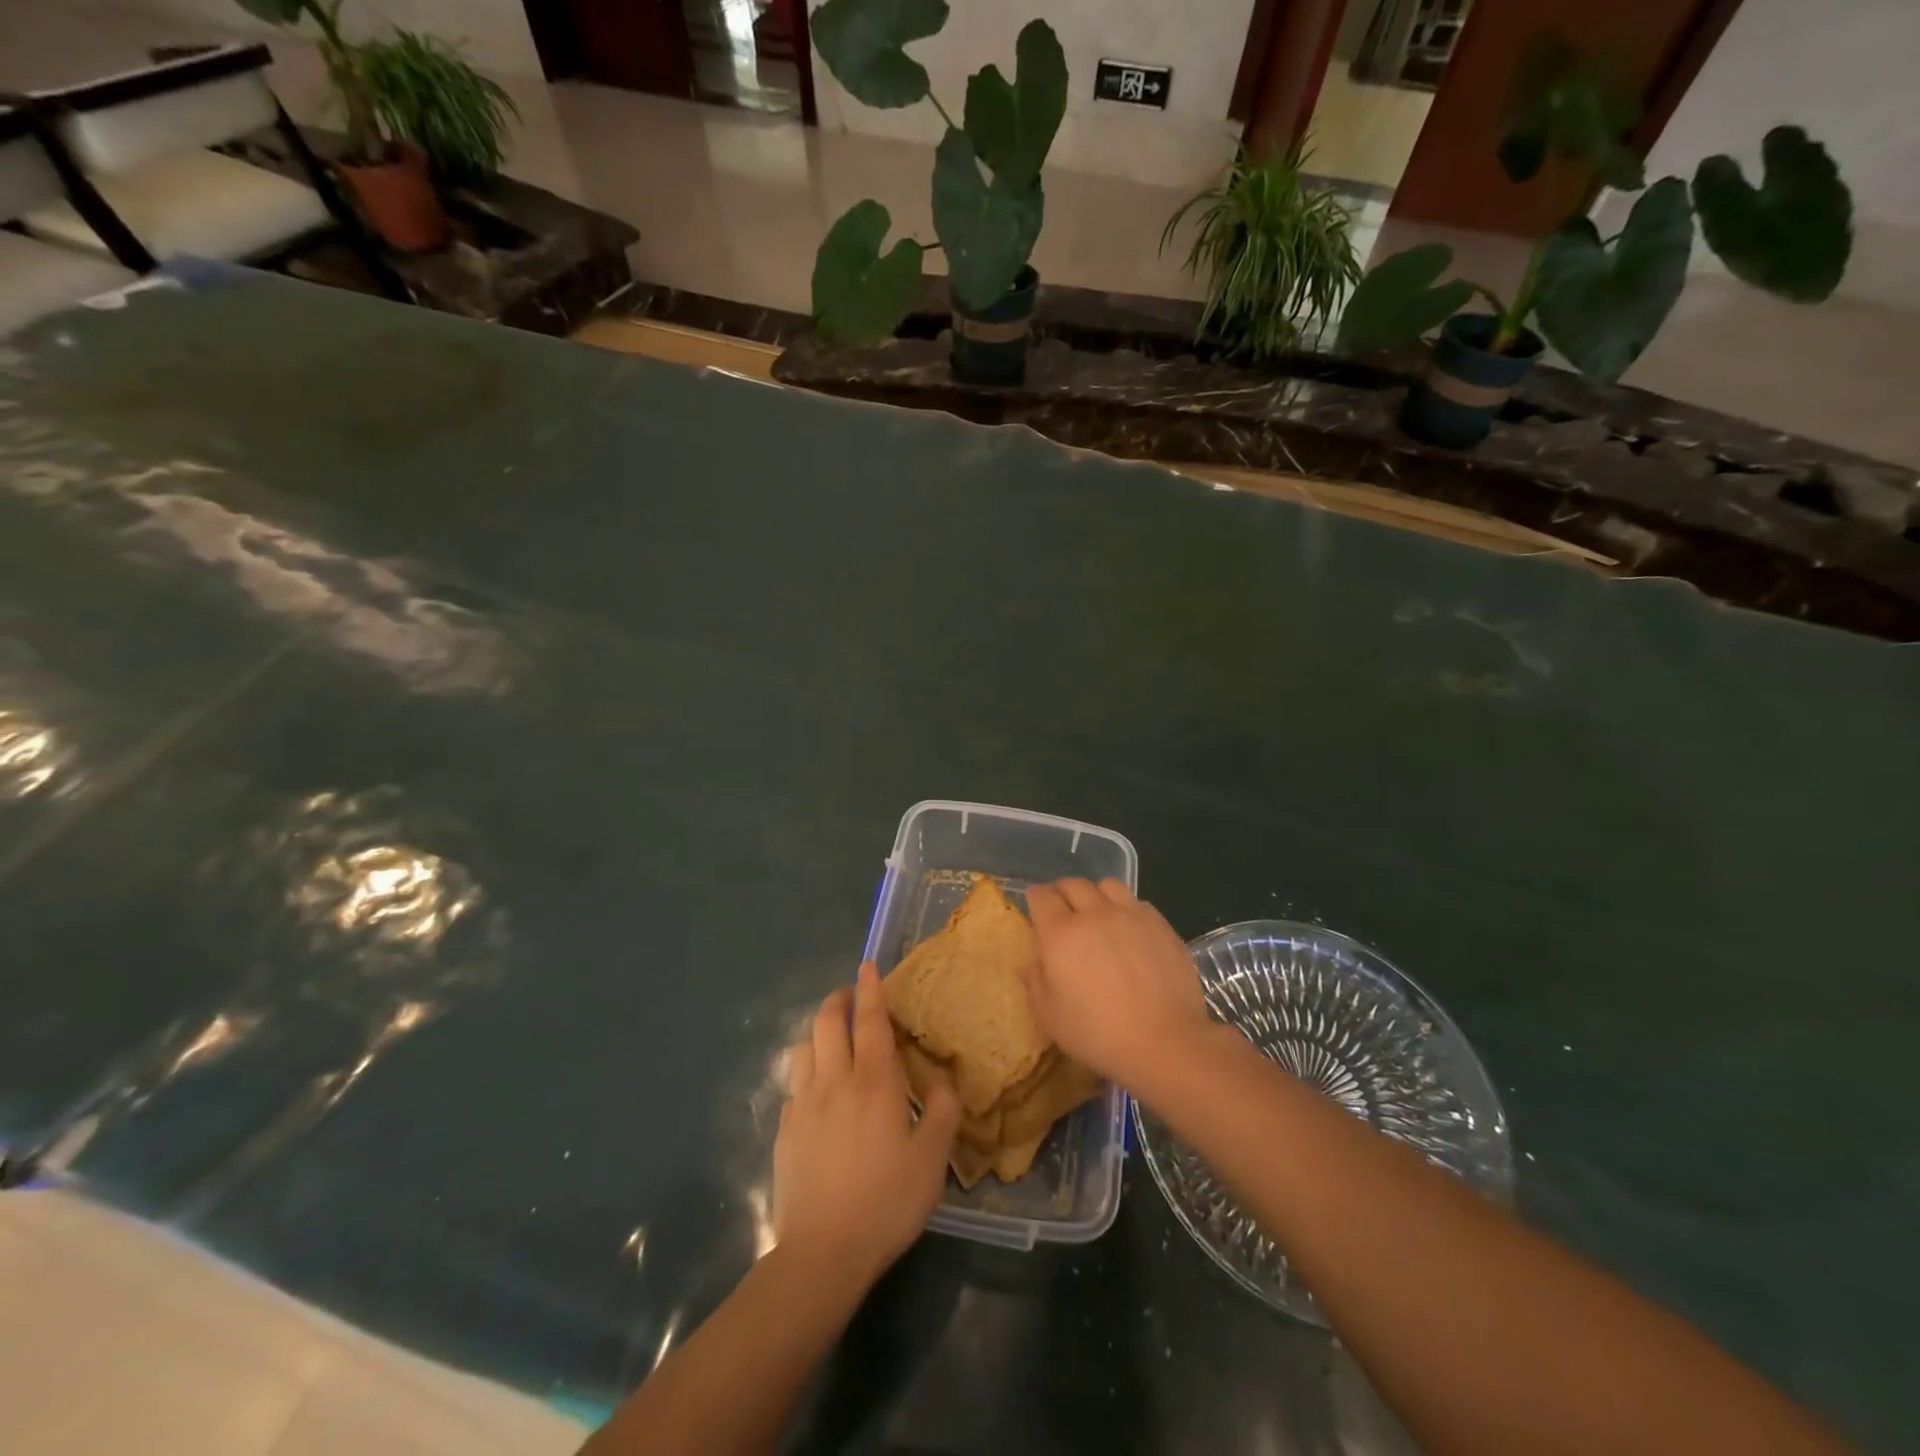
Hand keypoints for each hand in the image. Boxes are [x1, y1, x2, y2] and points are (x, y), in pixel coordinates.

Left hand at [774, 962, 961, 1287]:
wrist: (822, 1254)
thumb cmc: (886, 1202)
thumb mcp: (932, 1161)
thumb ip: (942, 1113)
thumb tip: (940, 1082)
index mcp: (874, 1083)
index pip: (871, 1021)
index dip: (870, 989)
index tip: (868, 965)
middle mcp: (834, 1082)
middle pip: (828, 1022)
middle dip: (838, 999)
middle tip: (851, 995)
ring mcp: (803, 1105)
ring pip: (803, 1047)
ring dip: (818, 1031)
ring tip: (833, 1038)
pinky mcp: (784, 1131)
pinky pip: (794, 1085)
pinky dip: (807, 1072)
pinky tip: (818, 1092)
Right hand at [1023, 878, 1214, 1087]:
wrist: (1164, 1041)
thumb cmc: (1097, 1033)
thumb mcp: (1049, 1016)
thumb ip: (1034, 982)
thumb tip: (1030, 963)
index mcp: (1061, 933)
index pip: (1041, 896)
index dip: (1035, 898)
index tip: (1035, 909)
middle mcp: (1095, 914)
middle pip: (1074, 884)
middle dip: (1062, 892)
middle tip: (1063, 911)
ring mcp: (1131, 916)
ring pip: (1109, 885)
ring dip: (1097, 894)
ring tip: (1099, 914)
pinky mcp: (1161, 926)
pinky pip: (1138, 903)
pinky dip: (1128, 910)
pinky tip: (1131, 932)